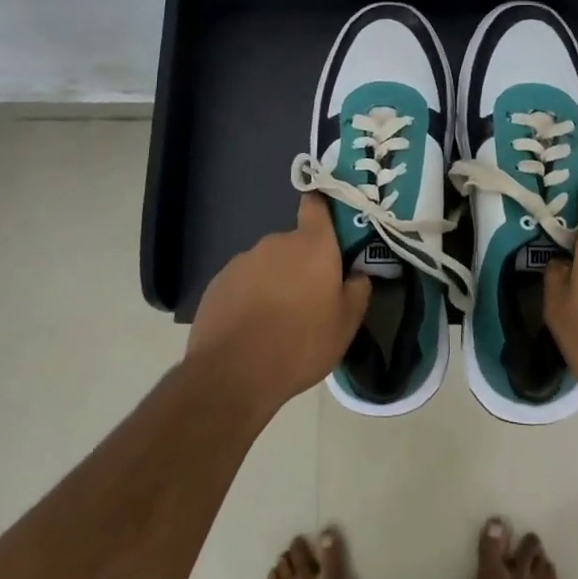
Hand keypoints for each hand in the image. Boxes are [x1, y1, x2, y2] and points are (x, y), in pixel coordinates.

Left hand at [187, 194, 370, 414]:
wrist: (232, 373)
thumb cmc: (300, 344)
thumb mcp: (345, 325)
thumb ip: (358, 291)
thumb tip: (358, 274)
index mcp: (312, 245)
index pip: (316, 205)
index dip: (323, 209)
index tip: (330, 225)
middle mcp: (277, 242)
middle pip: (295, 243)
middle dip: (303, 263)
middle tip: (310, 297)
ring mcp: (244, 260)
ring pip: (268, 264)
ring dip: (275, 281)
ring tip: (278, 319)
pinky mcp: (218, 281)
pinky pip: (244, 281)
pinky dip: (250, 296)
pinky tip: (252, 327)